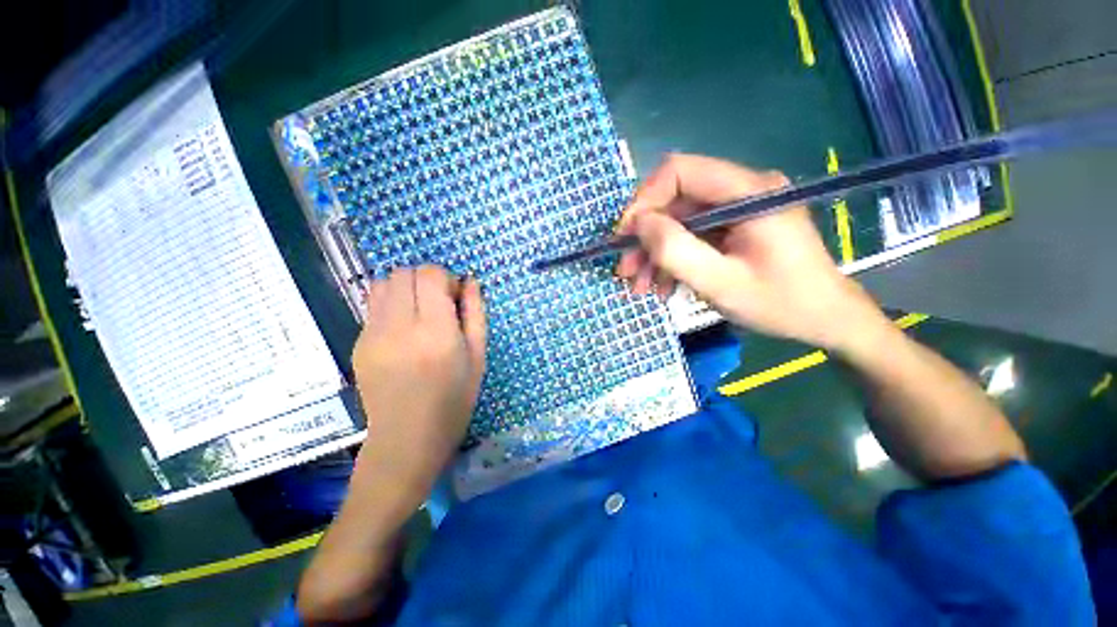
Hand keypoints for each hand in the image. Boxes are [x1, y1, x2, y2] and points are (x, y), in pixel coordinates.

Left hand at [351, 265, 485, 503]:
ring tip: (419, 311)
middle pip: (404, 273)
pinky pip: (373, 305)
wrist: (406, 439)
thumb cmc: (453, 400)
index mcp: (435, 332)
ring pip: (383, 283)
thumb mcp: (478, 357)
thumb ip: (475, 314)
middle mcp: (399, 327)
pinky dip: (391, 303)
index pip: (430, 275)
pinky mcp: (358, 343)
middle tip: (439, 303)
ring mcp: (372, 335)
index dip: (446, 277)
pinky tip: (404, 329)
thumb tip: (471, 281)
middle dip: (426, 279)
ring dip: (405, 287)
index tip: (455, 296)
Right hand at [616, 153, 887, 351]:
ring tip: (641, 286)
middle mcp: (742, 189)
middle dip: (645, 237)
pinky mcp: (735, 226)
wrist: (825, 319)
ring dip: (655, 253)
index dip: (644, 200)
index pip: (679, 171)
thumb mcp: (721, 283)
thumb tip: (640, 223)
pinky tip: (664, 286)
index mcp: (748, 192)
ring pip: (679, 221)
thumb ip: (677, 250)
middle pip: (675, 200)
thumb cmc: (780, 303)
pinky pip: (693, 235)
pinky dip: (673, 259)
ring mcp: (739, 208)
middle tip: (626, 272)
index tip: (625, 237)